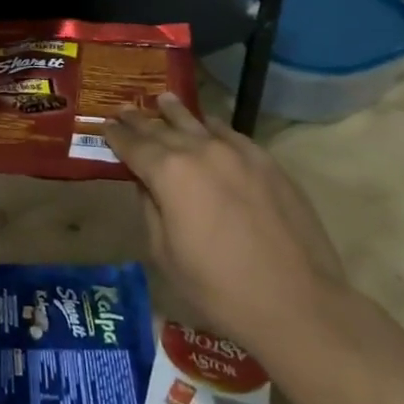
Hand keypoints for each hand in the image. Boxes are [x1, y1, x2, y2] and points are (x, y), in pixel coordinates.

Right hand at [103, 94, 344, 356]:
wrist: (299, 304)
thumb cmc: (220, 289)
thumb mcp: (165, 255)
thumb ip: (150, 210)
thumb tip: (147, 185)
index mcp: (168, 173)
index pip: (132, 145)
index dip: (115, 135)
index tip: (104, 126)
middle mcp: (200, 151)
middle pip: (162, 128)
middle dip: (140, 120)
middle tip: (123, 110)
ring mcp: (238, 152)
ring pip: (198, 122)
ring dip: (175, 112)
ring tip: (162, 99)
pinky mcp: (267, 162)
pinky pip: (231, 134)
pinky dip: (212, 127)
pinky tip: (209, 126)